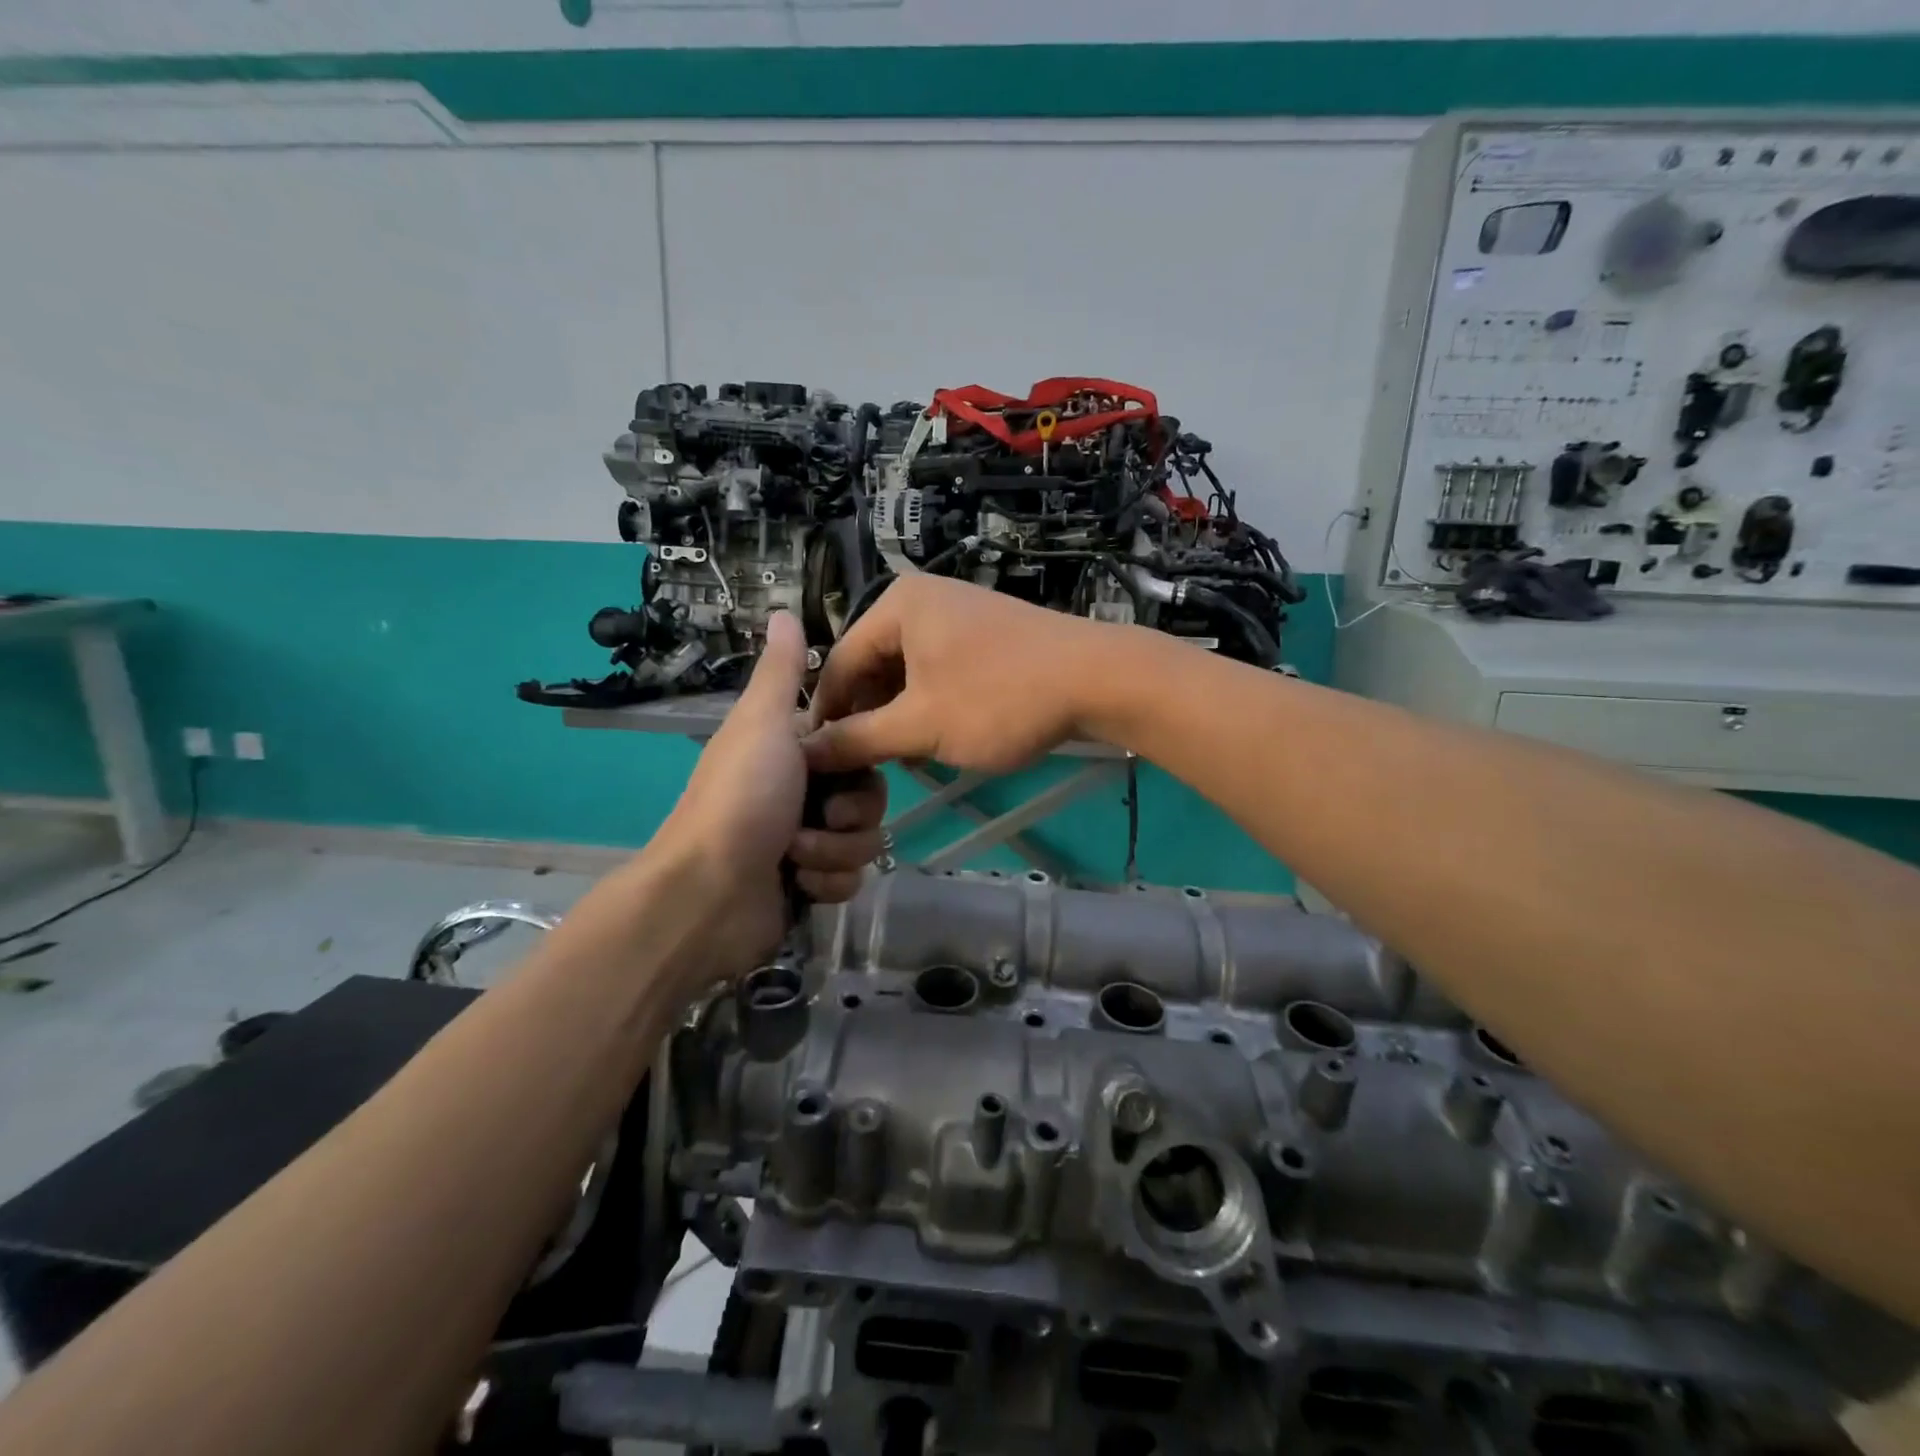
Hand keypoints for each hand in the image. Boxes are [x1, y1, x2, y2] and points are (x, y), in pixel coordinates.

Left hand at [657, 612, 887, 973]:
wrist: (708, 892)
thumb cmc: (741, 798)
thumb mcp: (762, 723)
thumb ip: (781, 673)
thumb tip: (783, 610)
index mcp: (793, 754)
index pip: (859, 748)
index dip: (861, 758)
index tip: (847, 763)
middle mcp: (803, 795)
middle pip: (871, 797)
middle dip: (850, 812)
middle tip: (820, 814)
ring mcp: (807, 844)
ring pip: (865, 841)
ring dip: (834, 850)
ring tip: (795, 856)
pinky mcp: (810, 886)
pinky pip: (850, 880)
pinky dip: (826, 882)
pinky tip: (798, 885)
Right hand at [804, 575, 1116, 774]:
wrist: (1098, 680)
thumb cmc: (999, 699)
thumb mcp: (920, 725)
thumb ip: (858, 739)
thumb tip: (805, 752)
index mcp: (896, 605)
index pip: (839, 664)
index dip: (827, 717)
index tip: (818, 764)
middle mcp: (922, 600)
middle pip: (872, 666)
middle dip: (869, 718)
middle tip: (866, 767)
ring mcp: (958, 614)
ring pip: (907, 673)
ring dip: (900, 717)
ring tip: (904, 759)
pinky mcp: (985, 634)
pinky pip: (938, 671)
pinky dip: (931, 705)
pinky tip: (939, 739)